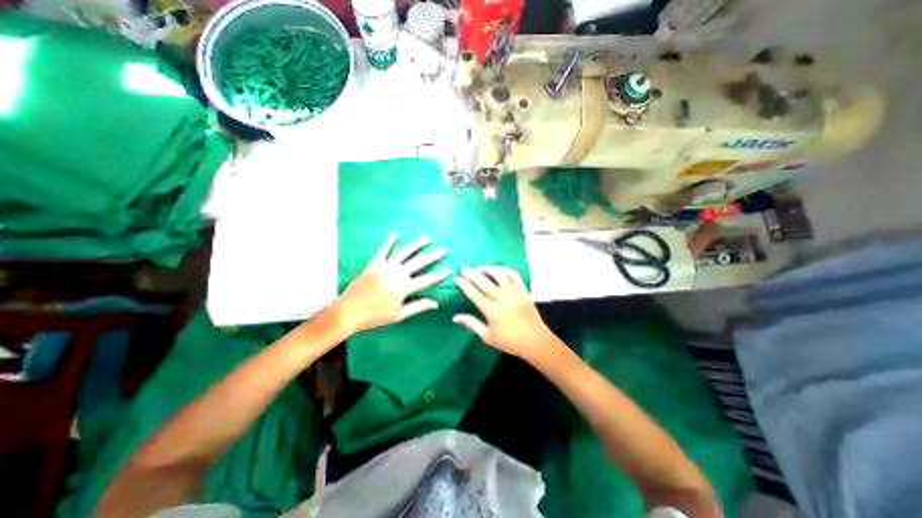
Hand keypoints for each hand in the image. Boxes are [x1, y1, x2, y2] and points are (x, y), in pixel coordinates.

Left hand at [334, 231, 451, 335]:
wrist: (348, 311)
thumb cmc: (374, 316)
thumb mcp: (398, 315)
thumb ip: (418, 307)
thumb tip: (436, 303)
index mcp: (403, 288)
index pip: (426, 280)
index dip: (439, 275)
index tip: (449, 270)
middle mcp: (397, 274)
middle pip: (419, 262)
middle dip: (433, 256)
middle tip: (444, 250)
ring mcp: (385, 267)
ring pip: (405, 253)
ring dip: (417, 244)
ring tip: (427, 238)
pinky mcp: (374, 263)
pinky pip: (384, 250)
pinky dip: (390, 241)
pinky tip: (396, 233)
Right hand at [453, 267, 554, 360]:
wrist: (534, 340)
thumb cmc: (509, 341)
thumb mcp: (488, 336)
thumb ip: (472, 324)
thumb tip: (455, 317)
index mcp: (491, 310)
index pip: (474, 293)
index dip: (464, 285)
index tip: (457, 278)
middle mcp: (501, 298)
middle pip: (484, 281)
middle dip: (471, 274)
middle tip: (463, 269)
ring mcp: (514, 292)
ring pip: (499, 274)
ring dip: (487, 268)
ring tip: (479, 268)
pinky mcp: (523, 290)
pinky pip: (514, 274)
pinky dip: (505, 269)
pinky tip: (498, 270)